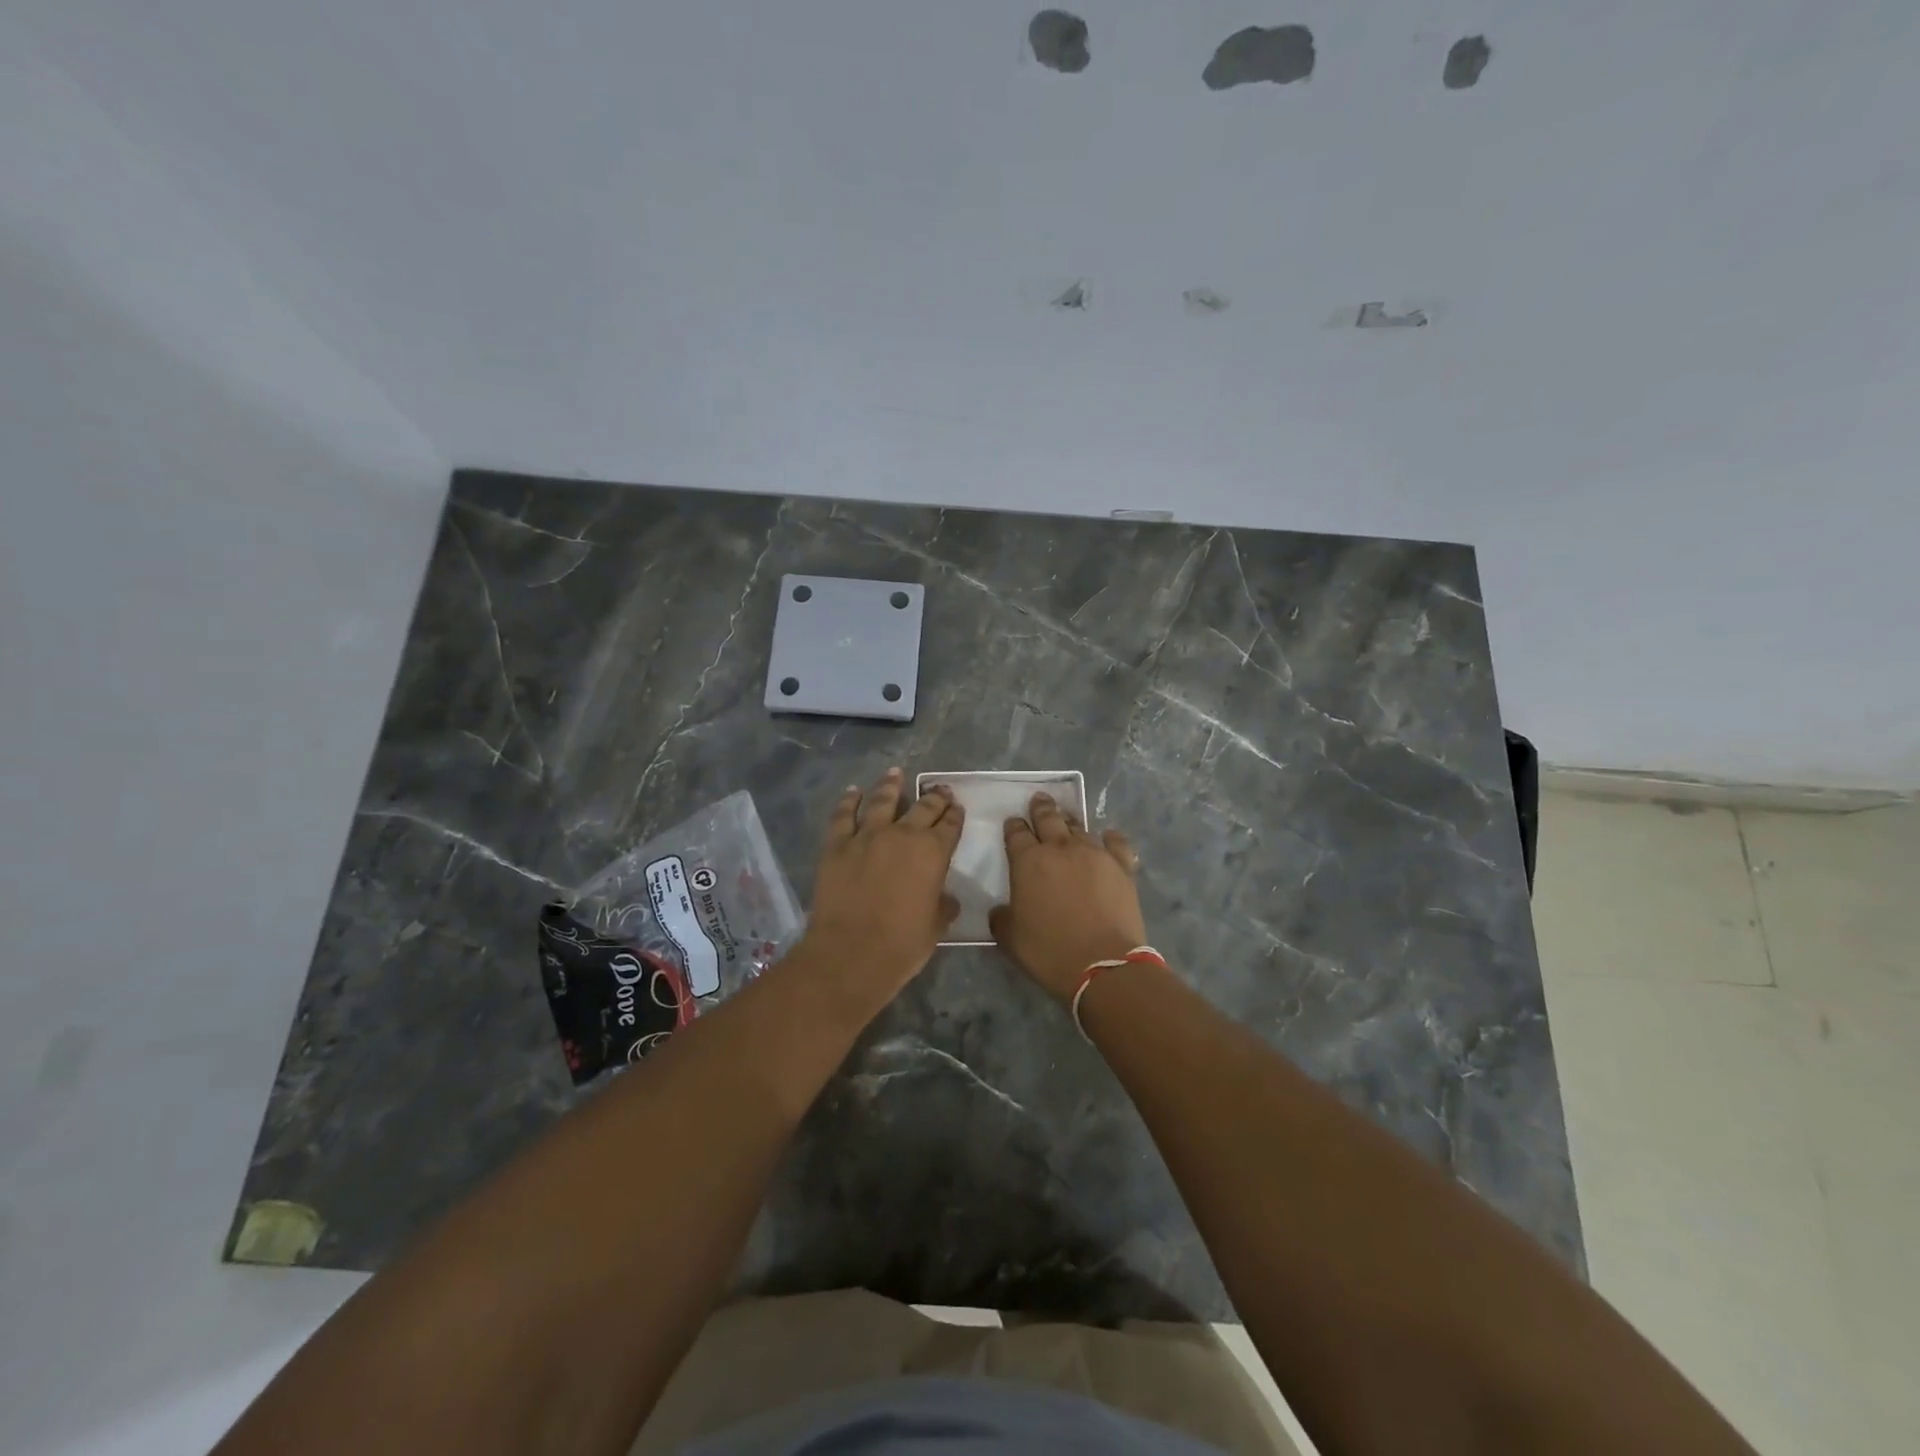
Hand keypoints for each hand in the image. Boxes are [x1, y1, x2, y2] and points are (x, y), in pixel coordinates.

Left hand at [802, 768, 962, 992]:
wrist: (850, 954)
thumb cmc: (901, 946)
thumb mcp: (935, 927)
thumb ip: (943, 906)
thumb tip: (946, 898)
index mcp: (933, 853)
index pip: (950, 825)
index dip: (955, 814)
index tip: (956, 807)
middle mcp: (903, 835)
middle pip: (923, 807)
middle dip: (933, 797)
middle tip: (938, 790)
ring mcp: (867, 836)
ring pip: (882, 801)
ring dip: (891, 785)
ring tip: (895, 773)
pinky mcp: (837, 845)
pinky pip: (843, 815)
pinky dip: (848, 800)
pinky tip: (853, 792)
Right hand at [988, 792, 1146, 1001]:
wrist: (1103, 965)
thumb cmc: (1049, 951)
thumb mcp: (1009, 938)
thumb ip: (1001, 917)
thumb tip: (1003, 910)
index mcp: (1028, 861)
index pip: (1016, 833)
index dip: (1013, 826)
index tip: (1013, 823)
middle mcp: (1060, 848)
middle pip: (1048, 818)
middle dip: (1041, 808)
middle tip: (1039, 801)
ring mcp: (1094, 854)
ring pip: (1079, 827)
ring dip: (1070, 821)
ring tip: (1067, 818)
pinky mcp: (1121, 866)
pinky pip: (1116, 842)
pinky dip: (1109, 838)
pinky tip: (1107, 837)